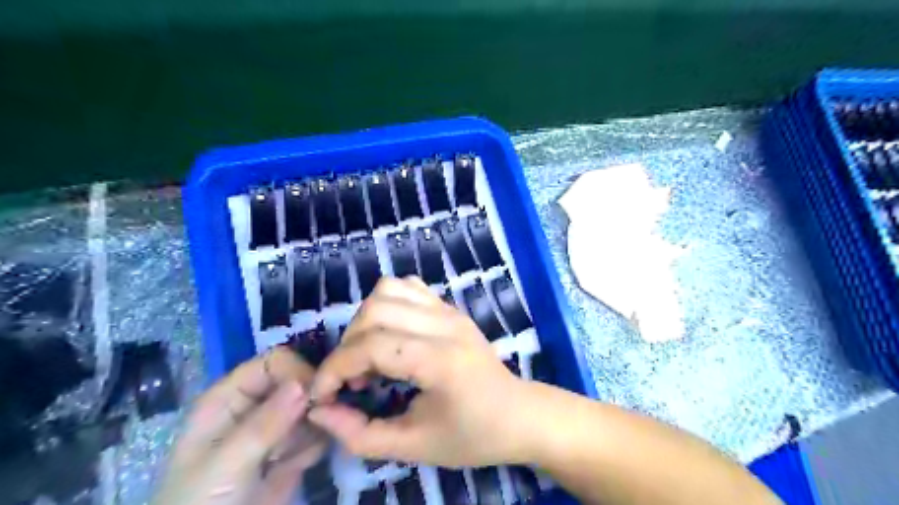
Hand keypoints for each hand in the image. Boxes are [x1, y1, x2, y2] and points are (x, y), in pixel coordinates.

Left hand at [153, 347, 327, 503]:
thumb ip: (265, 424)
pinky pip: (316, 432)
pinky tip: (300, 465)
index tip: (316, 395)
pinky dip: (317, 444)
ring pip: (311, 407)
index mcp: (230, 397)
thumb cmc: (201, 502)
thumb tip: (303, 383)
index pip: (273, 363)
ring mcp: (275, 428)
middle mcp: (255, 405)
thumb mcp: (227, 464)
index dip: (297, 372)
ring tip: (300, 452)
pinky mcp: (291, 450)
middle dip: (313, 399)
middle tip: (323, 420)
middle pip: (297, 381)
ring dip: (316, 425)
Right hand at [305, 279, 526, 467]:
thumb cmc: (472, 435)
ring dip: (365, 320)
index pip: (371, 346)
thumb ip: (361, 435)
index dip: (335, 369)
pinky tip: (391, 334)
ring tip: (370, 354)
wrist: (518, 414)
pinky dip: (388, 304)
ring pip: (388, 289)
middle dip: (348, 346)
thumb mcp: (414, 447)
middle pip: (375, 311)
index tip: (321, 396)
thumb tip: (319, 411)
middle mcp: (444, 324)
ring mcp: (449, 310)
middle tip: (353, 380)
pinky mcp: (450, 308)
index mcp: (439, 360)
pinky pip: (409, 287)